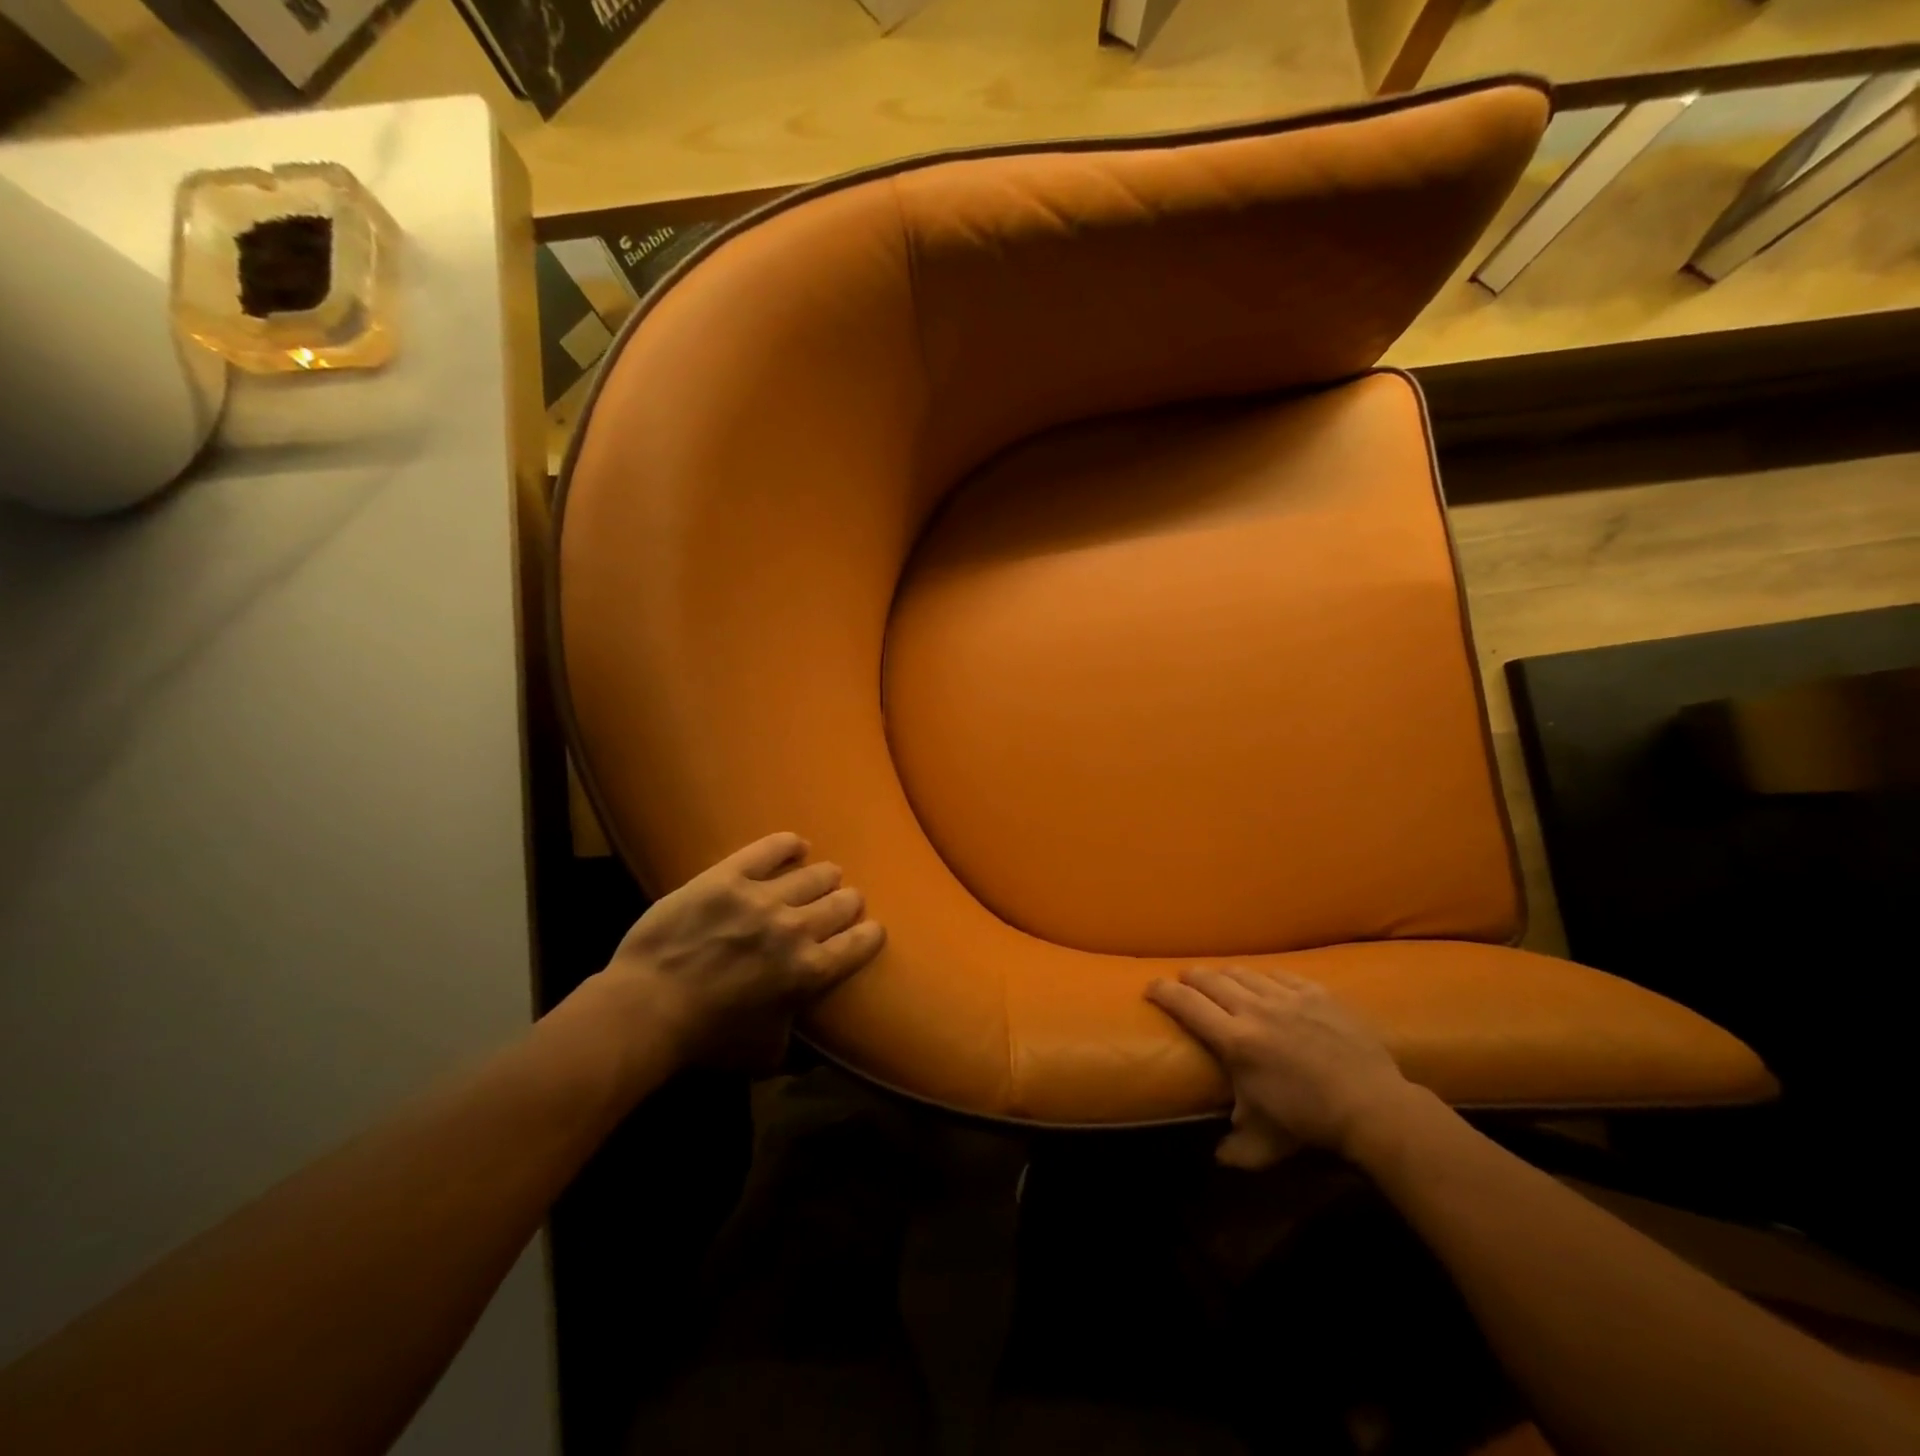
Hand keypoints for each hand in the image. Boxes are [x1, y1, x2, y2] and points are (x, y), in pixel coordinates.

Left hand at [604, 832, 885, 1070]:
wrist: (647, 1009)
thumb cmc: (707, 1040)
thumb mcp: (766, 1056)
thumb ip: (800, 1046)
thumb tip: (819, 1048)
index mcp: (809, 971)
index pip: (861, 943)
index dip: (871, 935)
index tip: (870, 932)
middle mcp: (796, 928)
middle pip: (843, 902)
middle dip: (848, 904)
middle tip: (842, 905)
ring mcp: (763, 897)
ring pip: (815, 873)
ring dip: (825, 877)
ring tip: (823, 877)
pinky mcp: (730, 876)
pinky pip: (771, 848)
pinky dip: (789, 845)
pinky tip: (797, 846)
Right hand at [1146, 968, 1414, 1168]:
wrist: (1373, 1106)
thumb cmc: (1310, 1124)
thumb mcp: (1265, 1144)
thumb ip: (1233, 1149)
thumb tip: (1216, 1158)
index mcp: (1235, 1041)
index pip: (1186, 1004)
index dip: (1163, 991)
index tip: (1150, 987)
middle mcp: (1254, 1009)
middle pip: (1209, 979)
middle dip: (1190, 978)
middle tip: (1183, 983)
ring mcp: (1287, 997)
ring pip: (1243, 973)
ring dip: (1225, 976)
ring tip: (1221, 982)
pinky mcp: (1316, 993)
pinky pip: (1280, 974)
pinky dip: (1265, 978)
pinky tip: (1265, 985)